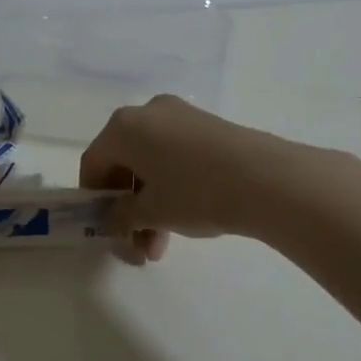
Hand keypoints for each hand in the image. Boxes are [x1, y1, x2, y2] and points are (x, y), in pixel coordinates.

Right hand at [80, 95, 301, 262]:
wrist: (268, 179)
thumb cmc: (195, 192)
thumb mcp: (151, 212)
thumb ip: (120, 216)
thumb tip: (112, 220)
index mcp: (123, 127)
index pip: (93, 163)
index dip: (93, 200)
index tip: (104, 230)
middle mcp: (147, 113)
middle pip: (123, 164)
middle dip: (128, 209)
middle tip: (138, 247)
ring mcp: (180, 116)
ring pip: (151, 164)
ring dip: (150, 206)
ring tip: (162, 247)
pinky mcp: (208, 126)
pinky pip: (174, 156)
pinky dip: (170, 187)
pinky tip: (184, 220)